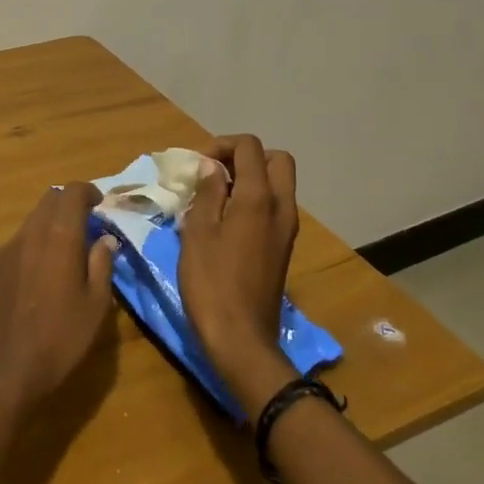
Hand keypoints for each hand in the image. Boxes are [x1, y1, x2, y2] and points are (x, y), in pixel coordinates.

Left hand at [0, 183, 117, 416]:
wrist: (11, 369)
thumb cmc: (63, 337)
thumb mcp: (97, 303)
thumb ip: (102, 262)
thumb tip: (106, 238)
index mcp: (60, 237)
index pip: (72, 192)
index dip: (88, 191)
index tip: (100, 204)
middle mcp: (31, 233)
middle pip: (50, 200)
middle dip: (69, 204)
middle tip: (86, 224)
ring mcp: (8, 249)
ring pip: (32, 219)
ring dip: (51, 223)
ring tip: (65, 249)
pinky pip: (18, 241)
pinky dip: (34, 242)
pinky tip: (41, 270)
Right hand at [178, 135, 300, 418]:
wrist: (241, 338)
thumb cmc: (212, 282)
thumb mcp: (198, 232)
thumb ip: (207, 193)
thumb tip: (211, 167)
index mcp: (259, 198)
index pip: (250, 147)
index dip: (221, 145)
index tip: (197, 164)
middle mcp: (281, 207)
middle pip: (275, 160)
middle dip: (244, 157)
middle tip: (214, 173)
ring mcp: (286, 229)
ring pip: (277, 184)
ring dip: (249, 179)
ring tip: (213, 197)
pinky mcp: (282, 247)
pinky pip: (273, 207)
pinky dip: (253, 201)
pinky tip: (224, 221)